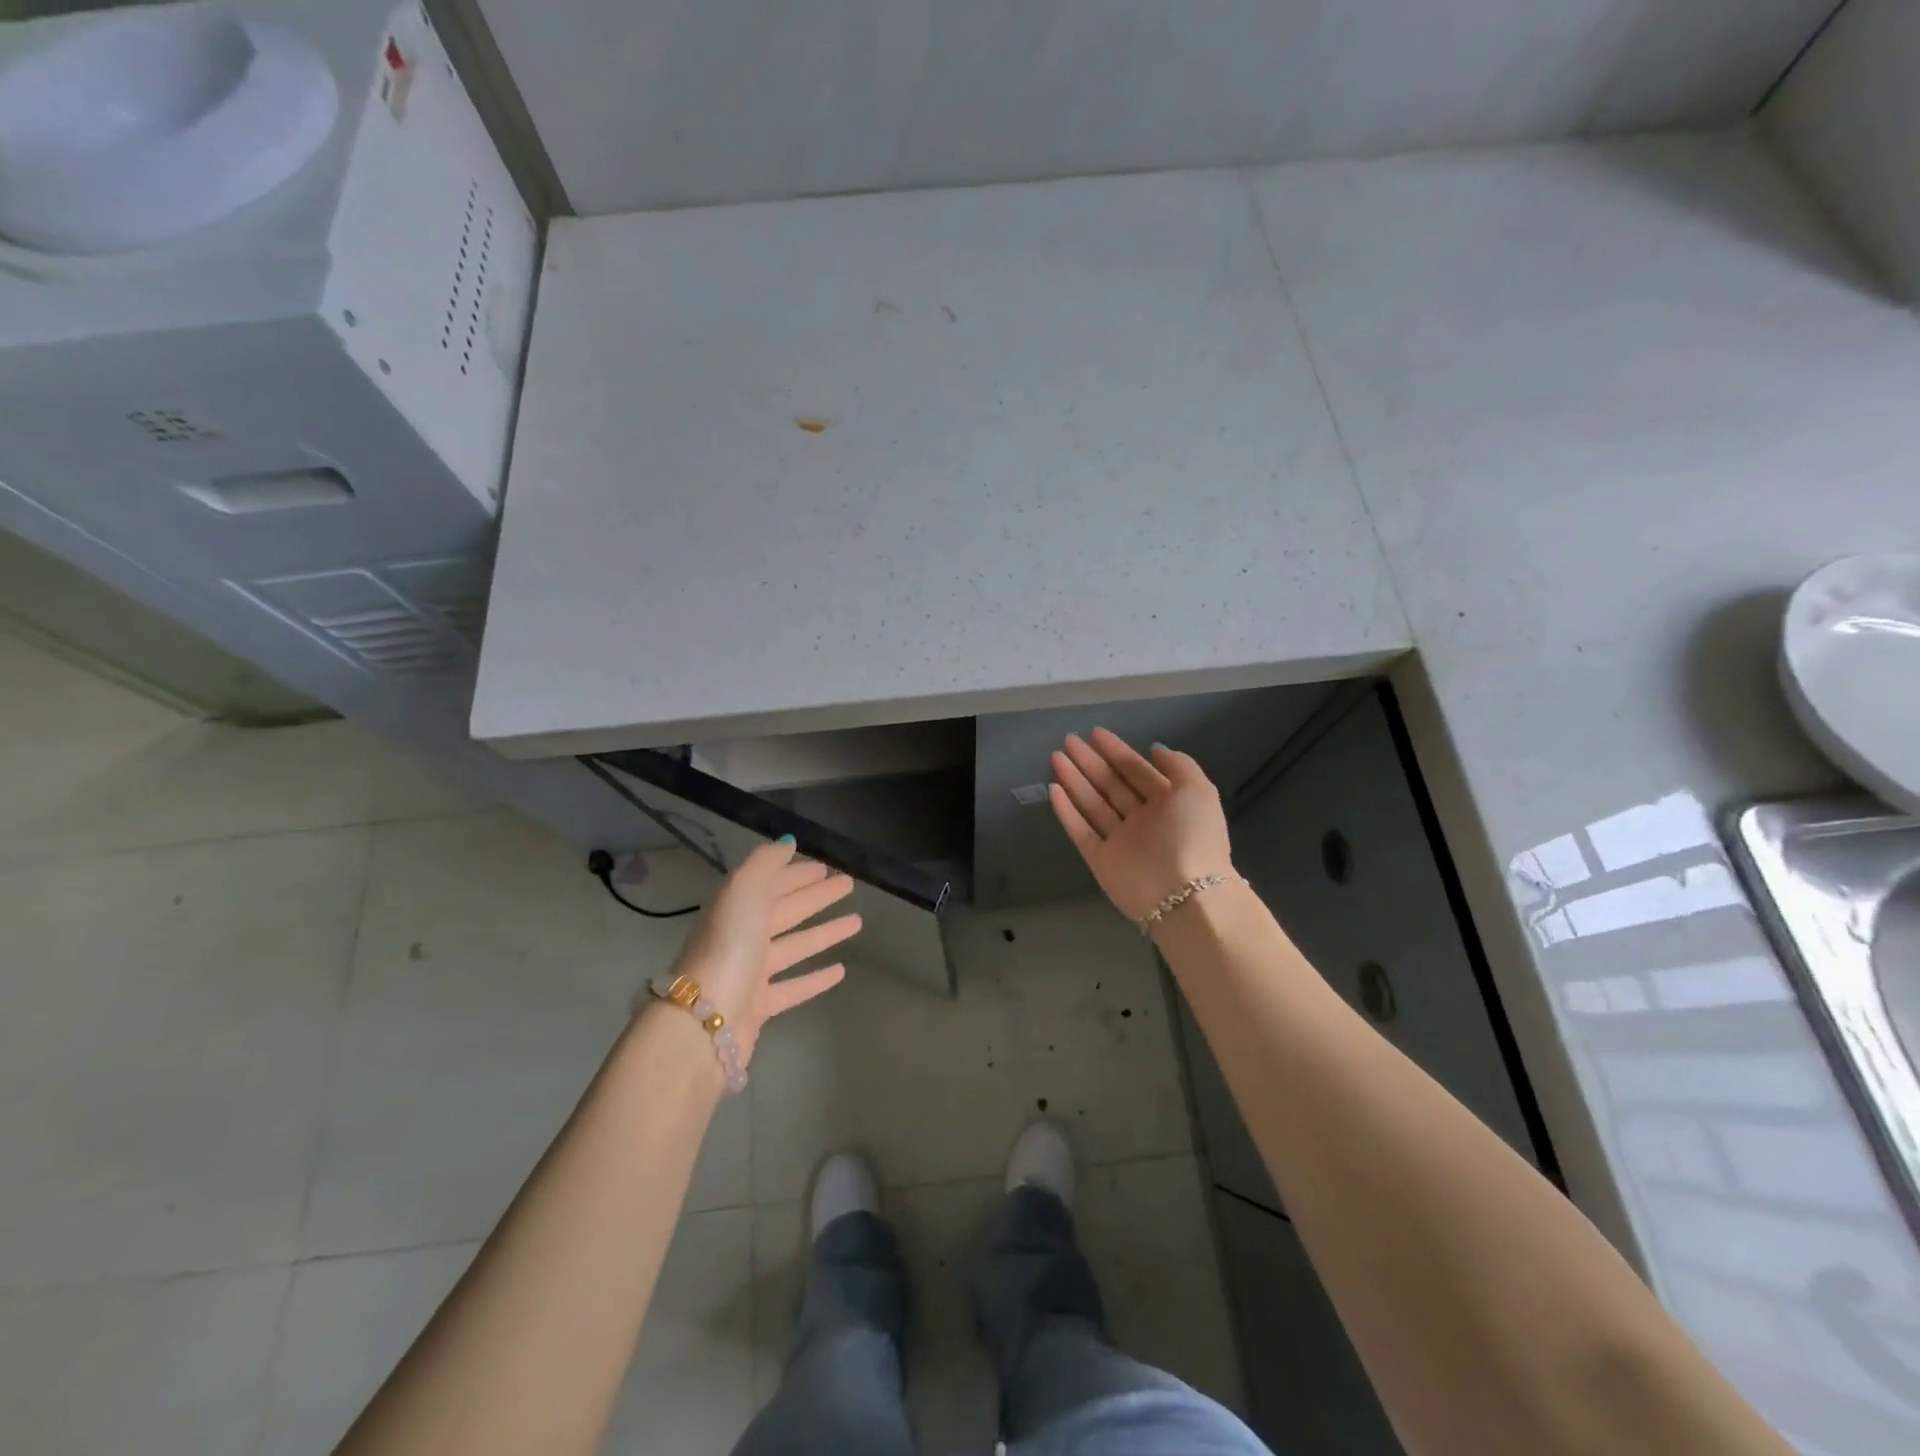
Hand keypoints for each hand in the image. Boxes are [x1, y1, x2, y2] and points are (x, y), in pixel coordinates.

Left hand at [665, 838, 859, 1065]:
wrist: (704, 1020)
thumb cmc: (728, 947)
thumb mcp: (743, 891)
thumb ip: (765, 863)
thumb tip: (787, 842)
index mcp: (737, 907)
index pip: (772, 883)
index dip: (797, 873)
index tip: (826, 866)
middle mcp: (743, 936)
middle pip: (786, 910)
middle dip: (816, 896)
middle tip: (848, 884)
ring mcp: (751, 972)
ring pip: (795, 946)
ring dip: (824, 933)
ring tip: (856, 922)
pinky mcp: (760, 1006)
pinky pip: (794, 987)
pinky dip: (816, 978)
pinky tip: (841, 970)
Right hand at [1049, 729, 1236, 922]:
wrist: (1183, 894)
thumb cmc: (1191, 835)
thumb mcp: (1197, 790)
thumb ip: (1178, 765)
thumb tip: (1156, 748)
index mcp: (1167, 803)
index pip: (1137, 771)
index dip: (1117, 751)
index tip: (1095, 733)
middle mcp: (1142, 820)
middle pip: (1111, 785)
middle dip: (1090, 762)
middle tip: (1068, 741)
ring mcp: (1120, 840)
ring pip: (1092, 804)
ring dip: (1074, 780)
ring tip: (1056, 757)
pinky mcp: (1100, 859)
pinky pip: (1080, 831)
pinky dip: (1066, 812)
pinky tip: (1053, 789)